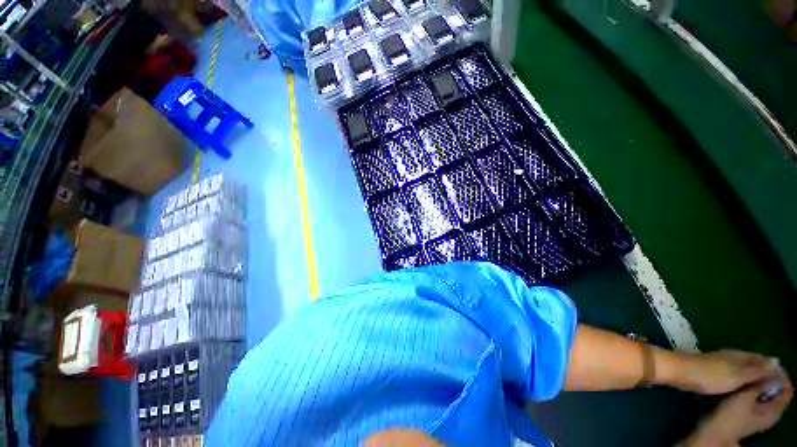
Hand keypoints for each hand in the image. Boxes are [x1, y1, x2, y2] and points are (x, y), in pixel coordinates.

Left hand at [677, 350, 779, 394]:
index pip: (760, 359)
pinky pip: (729, 374)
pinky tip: (738, 388)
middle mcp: (730, 356)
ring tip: (758, 389)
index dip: (771, 367)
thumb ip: (756, 369)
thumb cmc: (709, 375)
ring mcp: (718, 362)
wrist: (679, 371)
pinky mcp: (709, 370)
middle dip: (761, 372)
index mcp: (738, 356)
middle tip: (771, 387)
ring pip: (740, 368)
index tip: (781, 378)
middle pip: (750, 363)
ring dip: (749, 376)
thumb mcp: (737, 375)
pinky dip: (737, 380)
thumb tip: (776, 360)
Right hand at [682, 367, 792, 445]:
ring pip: (766, 395)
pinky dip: (753, 390)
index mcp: (775, 410)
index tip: (768, 363)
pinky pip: (758, 398)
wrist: (714, 432)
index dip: (780, 375)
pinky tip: (742, 385)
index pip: (787, 388)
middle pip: (777, 391)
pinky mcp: (750, 415)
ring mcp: (760, 416)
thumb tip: (773, 365)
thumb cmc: (731, 414)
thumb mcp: (745, 397)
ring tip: (748, 373)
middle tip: (757, 366)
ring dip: (760, 384)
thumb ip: (760, 383)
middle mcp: (771, 413)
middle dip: (769, 378)